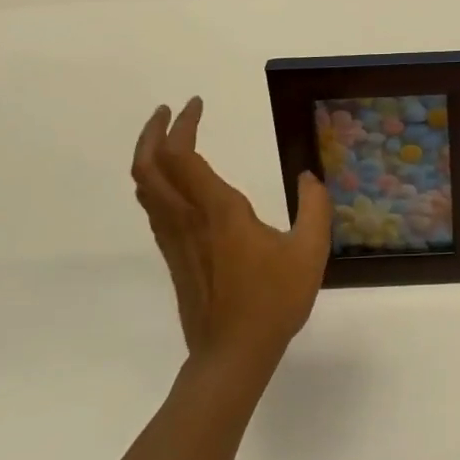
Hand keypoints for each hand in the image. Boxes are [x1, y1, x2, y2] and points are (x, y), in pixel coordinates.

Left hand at [131, 97, 330, 383]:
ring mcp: (174, 238)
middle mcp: (188, 218)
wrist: (231, 356)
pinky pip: (154, 207)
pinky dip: (155, 181)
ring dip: (149, 155)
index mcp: (218, 210)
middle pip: (149, 166)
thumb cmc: (272, 302)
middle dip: (153, 132)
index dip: (183, 124)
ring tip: (167, 137)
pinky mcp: (172, 256)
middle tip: (169, 111)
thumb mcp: (309, 252)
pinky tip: (175, 182)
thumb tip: (309, 177)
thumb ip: (314, 208)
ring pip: (145, 187)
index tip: (196, 103)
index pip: (182, 155)